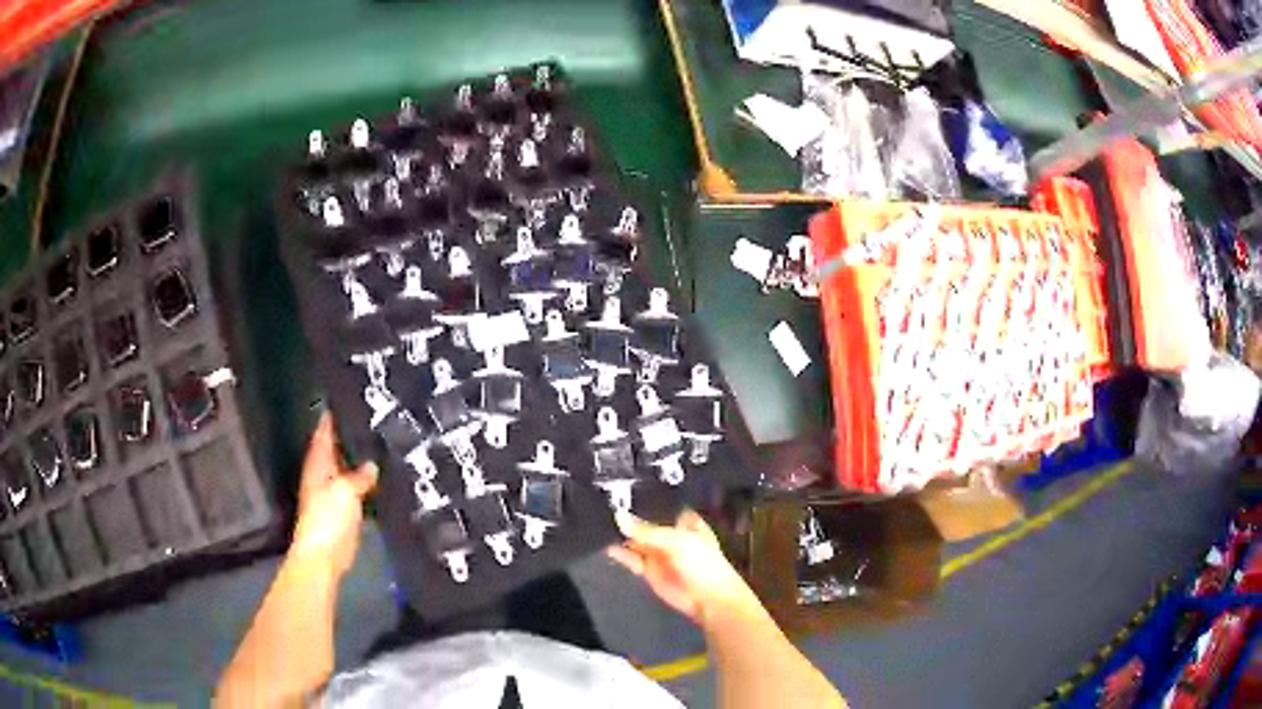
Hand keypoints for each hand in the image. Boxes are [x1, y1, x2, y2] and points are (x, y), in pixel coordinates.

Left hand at [289, 412, 377, 576]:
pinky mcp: (345, 512)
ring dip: (360, 460)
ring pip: (348, 470)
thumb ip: (359, 475)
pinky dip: (367, 483)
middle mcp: (324, 474)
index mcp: (318, 464)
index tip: (345, 398)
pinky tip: (383, 477)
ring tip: (382, 443)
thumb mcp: (344, 490)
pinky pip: (358, 490)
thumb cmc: (327, 517)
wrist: (325, 555)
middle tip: (373, 418)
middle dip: (350, 436)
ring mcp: (334, 494)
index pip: (324, 433)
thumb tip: (372, 465)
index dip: (331, 417)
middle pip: (337, 449)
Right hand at [607, 510, 760, 627]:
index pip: (660, 503)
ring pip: (635, 539)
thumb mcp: (677, 541)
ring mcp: (658, 552)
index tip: (619, 486)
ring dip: (621, 533)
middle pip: (644, 521)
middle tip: (603, 501)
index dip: (643, 496)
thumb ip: (646, 530)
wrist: (707, 599)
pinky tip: (606, 544)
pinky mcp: (648, 569)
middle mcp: (670, 533)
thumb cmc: (702, 563)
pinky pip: (630, 558)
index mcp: (684, 520)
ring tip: (600, 521)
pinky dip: (619, 552)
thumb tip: (617, 516)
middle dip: (628, 514)